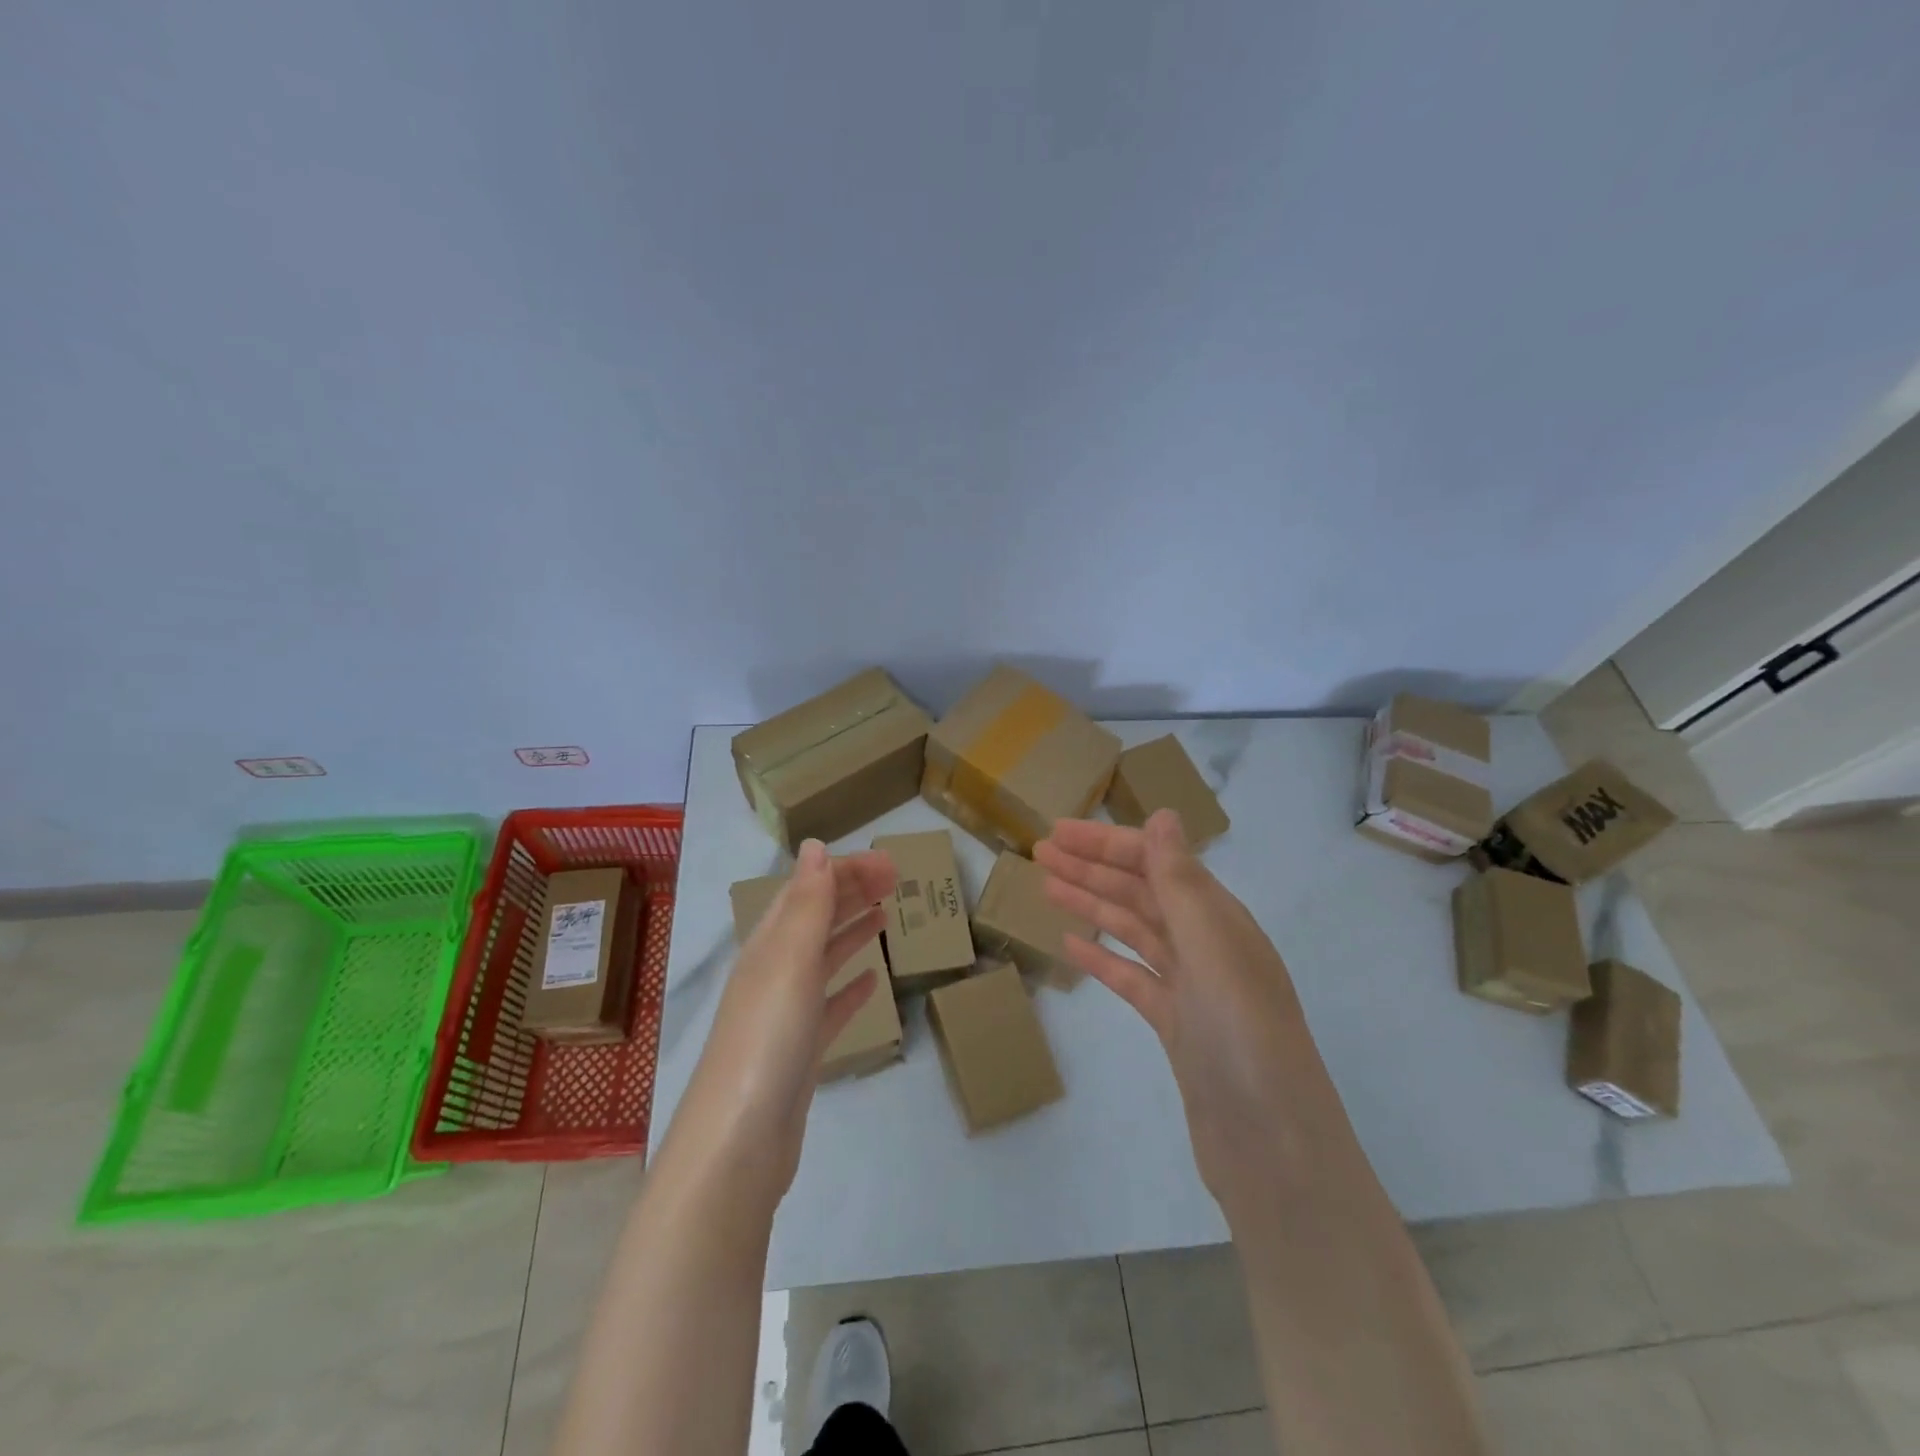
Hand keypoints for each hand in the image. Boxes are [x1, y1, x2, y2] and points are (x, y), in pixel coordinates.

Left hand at [664, 840, 895, 1207]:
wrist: (739, 1145)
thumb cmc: (768, 1041)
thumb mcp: (789, 962)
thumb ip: (806, 904)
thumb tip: (815, 845)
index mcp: (769, 946)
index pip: (808, 890)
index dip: (846, 871)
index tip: (891, 862)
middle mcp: (774, 972)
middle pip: (816, 919)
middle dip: (852, 893)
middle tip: (898, 880)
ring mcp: (786, 1014)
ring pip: (823, 959)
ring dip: (851, 931)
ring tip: (885, 915)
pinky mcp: (800, 1052)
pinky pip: (830, 1006)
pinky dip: (850, 987)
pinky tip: (871, 982)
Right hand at [1035, 810, 1338, 1207]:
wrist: (1272, 1148)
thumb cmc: (1243, 1038)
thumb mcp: (1212, 949)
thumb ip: (1182, 882)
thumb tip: (1164, 815)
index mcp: (1220, 920)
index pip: (1157, 863)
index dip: (1108, 843)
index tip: (1059, 831)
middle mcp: (1207, 945)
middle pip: (1142, 893)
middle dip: (1093, 867)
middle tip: (1040, 851)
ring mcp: (1191, 988)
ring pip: (1134, 932)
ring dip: (1092, 905)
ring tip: (1046, 887)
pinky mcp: (1176, 1027)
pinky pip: (1133, 979)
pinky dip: (1103, 959)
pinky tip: (1071, 947)